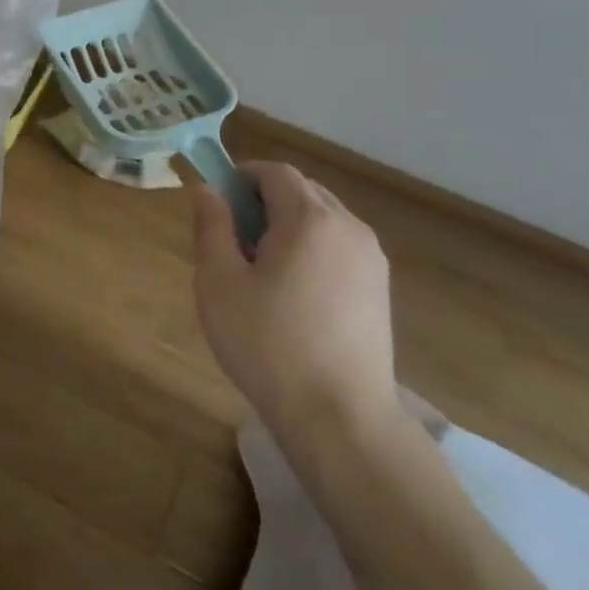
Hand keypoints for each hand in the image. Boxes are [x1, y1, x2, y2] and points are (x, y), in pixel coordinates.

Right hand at [192, 162, 398, 451]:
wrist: (339, 417)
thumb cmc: (268, 345)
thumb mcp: (219, 284)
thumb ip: (211, 228)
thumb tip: (208, 191)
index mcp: (310, 219)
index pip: (276, 172)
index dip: (243, 176)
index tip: (218, 201)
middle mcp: (349, 227)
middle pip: (303, 191)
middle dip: (265, 200)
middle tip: (234, 237)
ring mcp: (371, 259)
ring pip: (324, 218)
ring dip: (290, 224)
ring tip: (263, 268)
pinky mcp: (380, 288)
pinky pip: (340, 246)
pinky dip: (313, 248)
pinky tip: (295, 292)